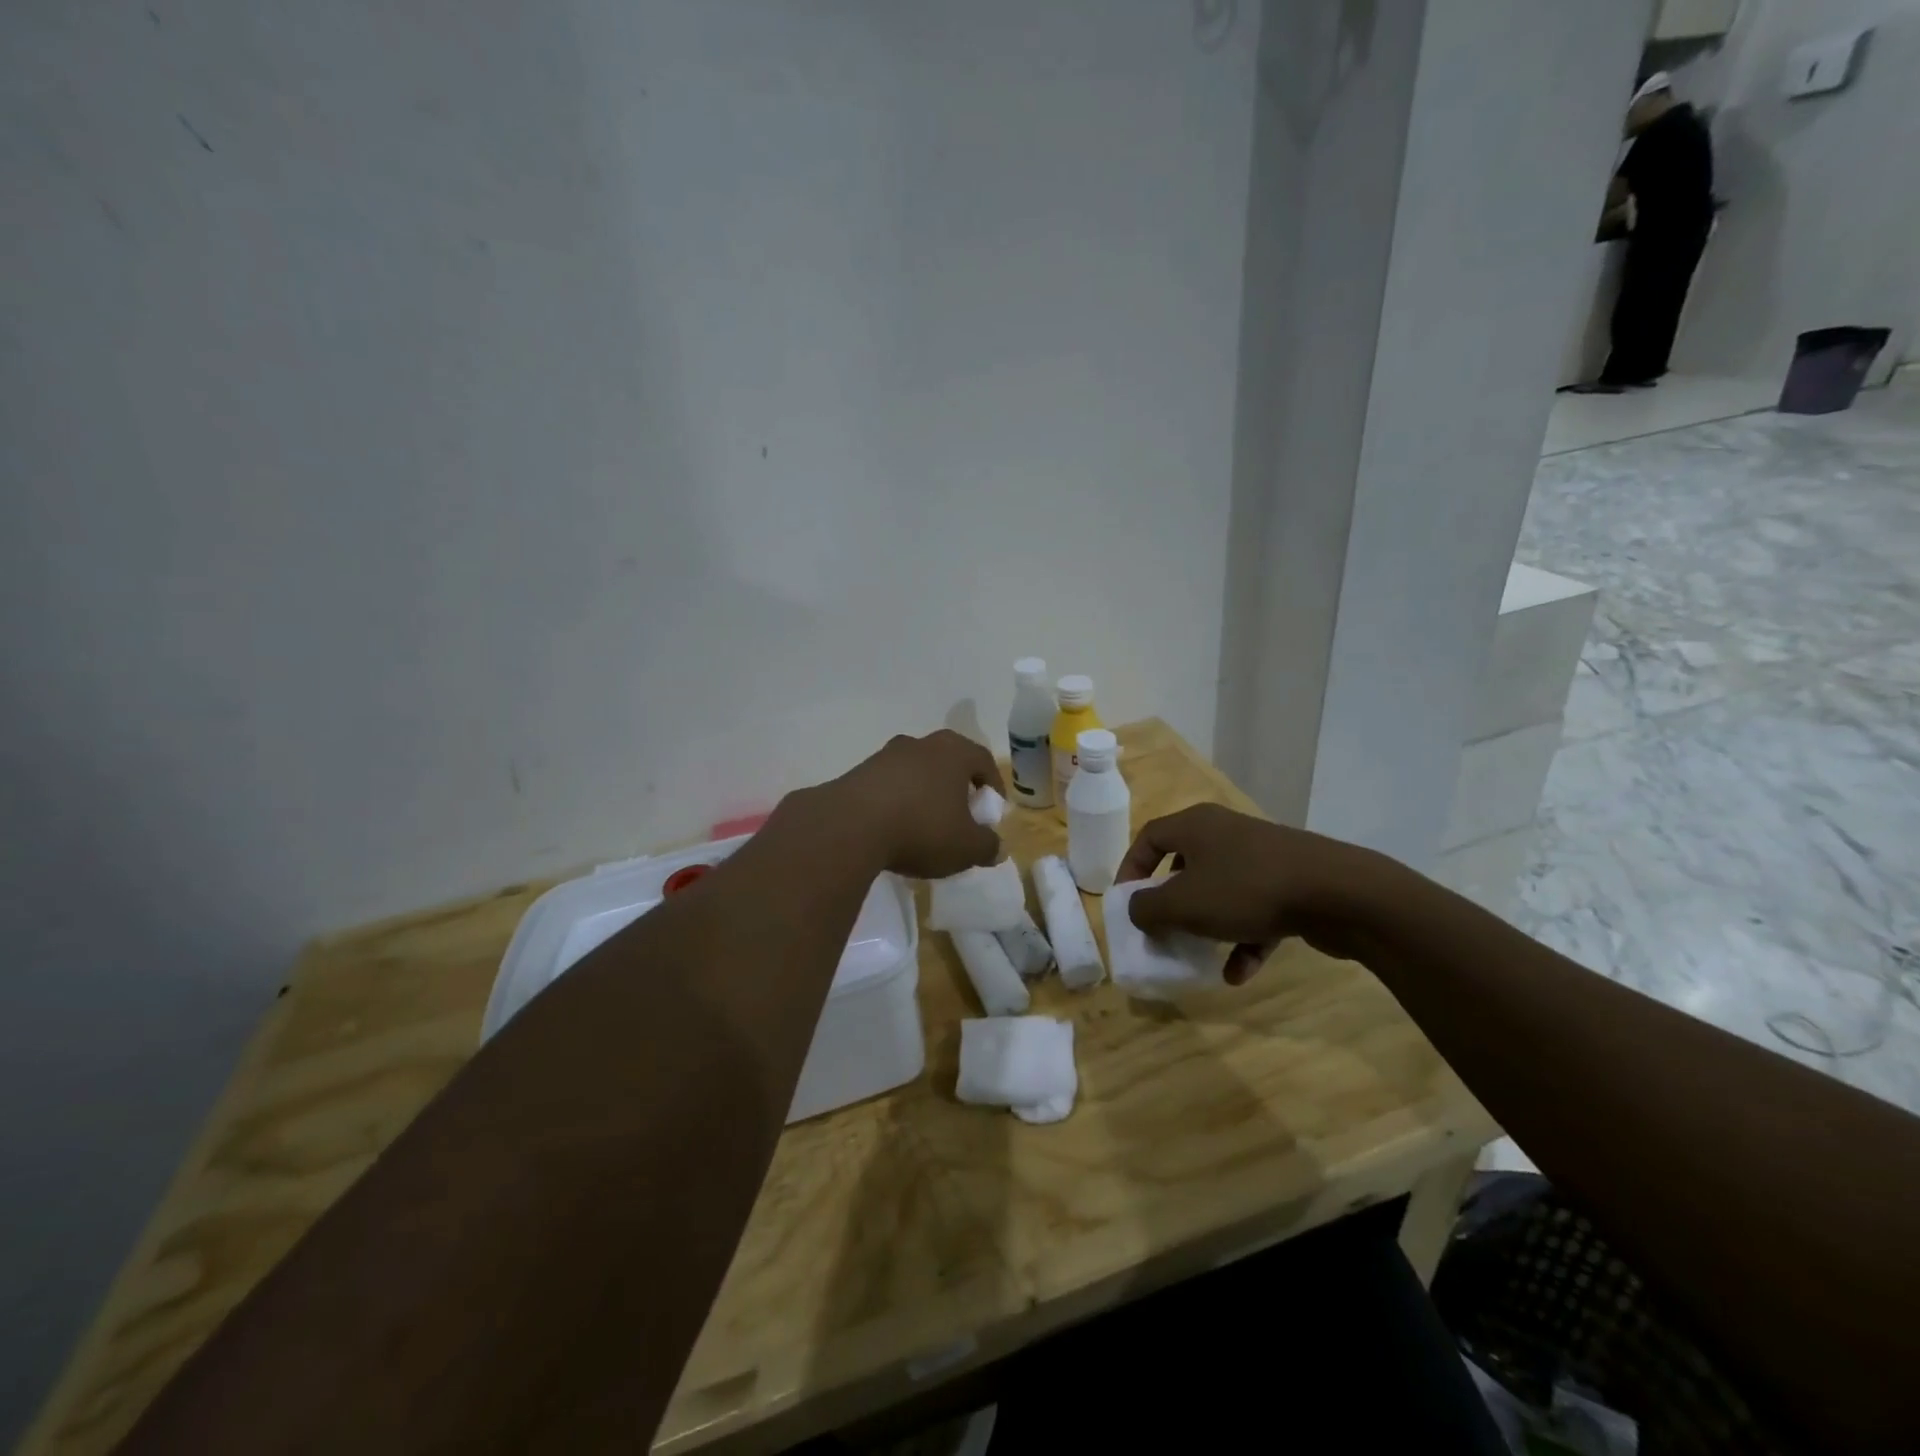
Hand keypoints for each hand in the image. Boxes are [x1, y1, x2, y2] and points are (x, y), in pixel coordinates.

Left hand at [828, 730, 1004, 879]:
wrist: (850, 827)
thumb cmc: (922, 829)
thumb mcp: (966, 847)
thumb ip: (987, 846)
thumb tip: (996, 847)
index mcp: (953, 751)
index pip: (983, 760)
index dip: (993, 785)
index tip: (992, 809)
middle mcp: (920, 744)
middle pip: (947, 762)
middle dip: (956, 787)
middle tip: (960, 815)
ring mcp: (885, 756)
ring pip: (915, 772)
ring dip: (924, 794)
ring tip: (924, 826)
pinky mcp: (857, 773)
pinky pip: (888, 786)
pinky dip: (896, 803)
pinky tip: (893, 830)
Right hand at [1117, 804, 1390, 982]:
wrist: (1338, 893)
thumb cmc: (1246, 889)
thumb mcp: (1184, 903)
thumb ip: (1148, 908)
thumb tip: (1137, 910)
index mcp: (1196, 825)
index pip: (1149, 837)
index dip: (1131, 868)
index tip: (1125, 902)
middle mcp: (1226, 833)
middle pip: (1185, 864)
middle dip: (1170, 901)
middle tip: (1161, 928)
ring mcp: (1262, 857)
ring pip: (1220, 890)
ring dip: (1206, 924)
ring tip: (1197, 954)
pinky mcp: (1291, 883)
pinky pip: (1255, 911)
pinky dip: (1243, 939)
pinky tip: (1238, 974)